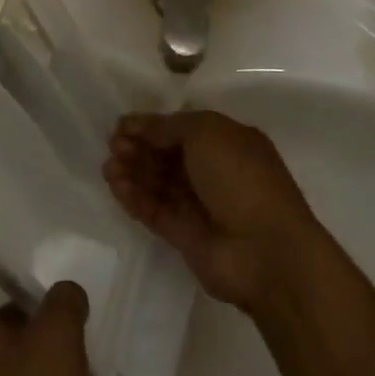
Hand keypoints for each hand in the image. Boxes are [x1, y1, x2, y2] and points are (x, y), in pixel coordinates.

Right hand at [103, 110, 318, 313]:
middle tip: (113, 145)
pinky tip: (116, 186)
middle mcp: (214, 171)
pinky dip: (135, 198)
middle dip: (140, 148)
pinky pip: (155, 210)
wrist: (265, 251)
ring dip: (133, 172)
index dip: (152, 126)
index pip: (183, 129)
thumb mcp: (207, 132)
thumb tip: (139, 124)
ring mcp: (200, 205)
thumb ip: (168, 126)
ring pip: (159, 183)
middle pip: (168, 155)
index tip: (122, 125)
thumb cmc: (241, 177)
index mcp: (227, 142)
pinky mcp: (185, 236)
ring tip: (109, 167)